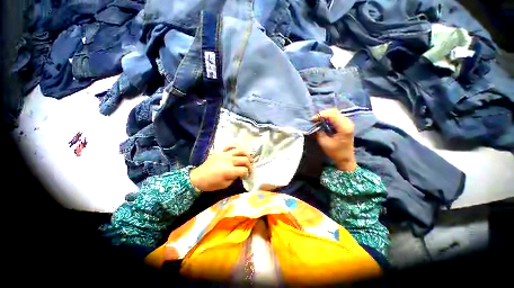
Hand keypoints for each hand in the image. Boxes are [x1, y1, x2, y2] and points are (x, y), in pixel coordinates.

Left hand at [189, 146, 252, 191]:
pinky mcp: (220, 151)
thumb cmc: (211, 184)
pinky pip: (230, 146)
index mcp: (228, 170)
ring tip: (248, 158)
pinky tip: (239, 152)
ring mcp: (224, 154)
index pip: (244, 170)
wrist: (197, 178)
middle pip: (244, 159)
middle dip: (249, 165)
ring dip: (247, 154)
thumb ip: (235, 177)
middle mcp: (228, 160)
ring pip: (240, 150)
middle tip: (249, 169)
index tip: (246, 176)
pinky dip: (236, 147)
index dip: (247, 174)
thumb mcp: (225, 184)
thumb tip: (241, 172)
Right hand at [311, 109, 356, 170]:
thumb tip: (314, 125)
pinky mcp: (346, 124)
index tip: (311, 120)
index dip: (320, 115)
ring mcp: (348, 122)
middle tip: (313, 120)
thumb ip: (319, 132)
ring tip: (316, 121)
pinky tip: (322, 122)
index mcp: (344, 127)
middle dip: (322, 114)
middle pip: (333, 111)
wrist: (346, 159)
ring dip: (324, 116)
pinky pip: (336, 117)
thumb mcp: (324, 142)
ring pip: (335, 113)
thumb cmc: (335, 152)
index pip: (331, 114)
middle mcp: (348, 122)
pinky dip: (328, 118)